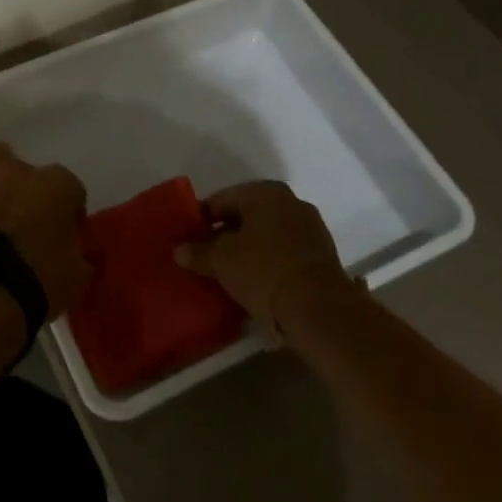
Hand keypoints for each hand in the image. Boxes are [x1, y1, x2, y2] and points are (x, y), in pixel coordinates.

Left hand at [0, 144, 89, 317]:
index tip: (64, 234)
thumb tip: (80, 258)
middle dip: (29, 190)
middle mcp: (26, 169)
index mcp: (61, 185)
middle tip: (25, 222)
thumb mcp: (74, 279)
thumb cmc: (36, 282)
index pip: (73, 191)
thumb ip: (79, 259)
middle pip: (31, 172)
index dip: (68, 213)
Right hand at [177, 181, 350, 337]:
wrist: (319, 309)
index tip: (189, 238)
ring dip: (249, 248)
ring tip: (230, 271)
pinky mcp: (322, 255)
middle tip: (207, 255)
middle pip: (247, 215)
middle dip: (226, 233)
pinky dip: (269, 261)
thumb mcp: (221, 261)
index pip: (222, 200)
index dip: (202, 218)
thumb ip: (198, 252)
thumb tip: (179, 250)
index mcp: (265, 192)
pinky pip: (285, 251)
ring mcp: (311, 228)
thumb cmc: (263, 271)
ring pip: (268, 234)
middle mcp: (291, 202)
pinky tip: (256, 281)